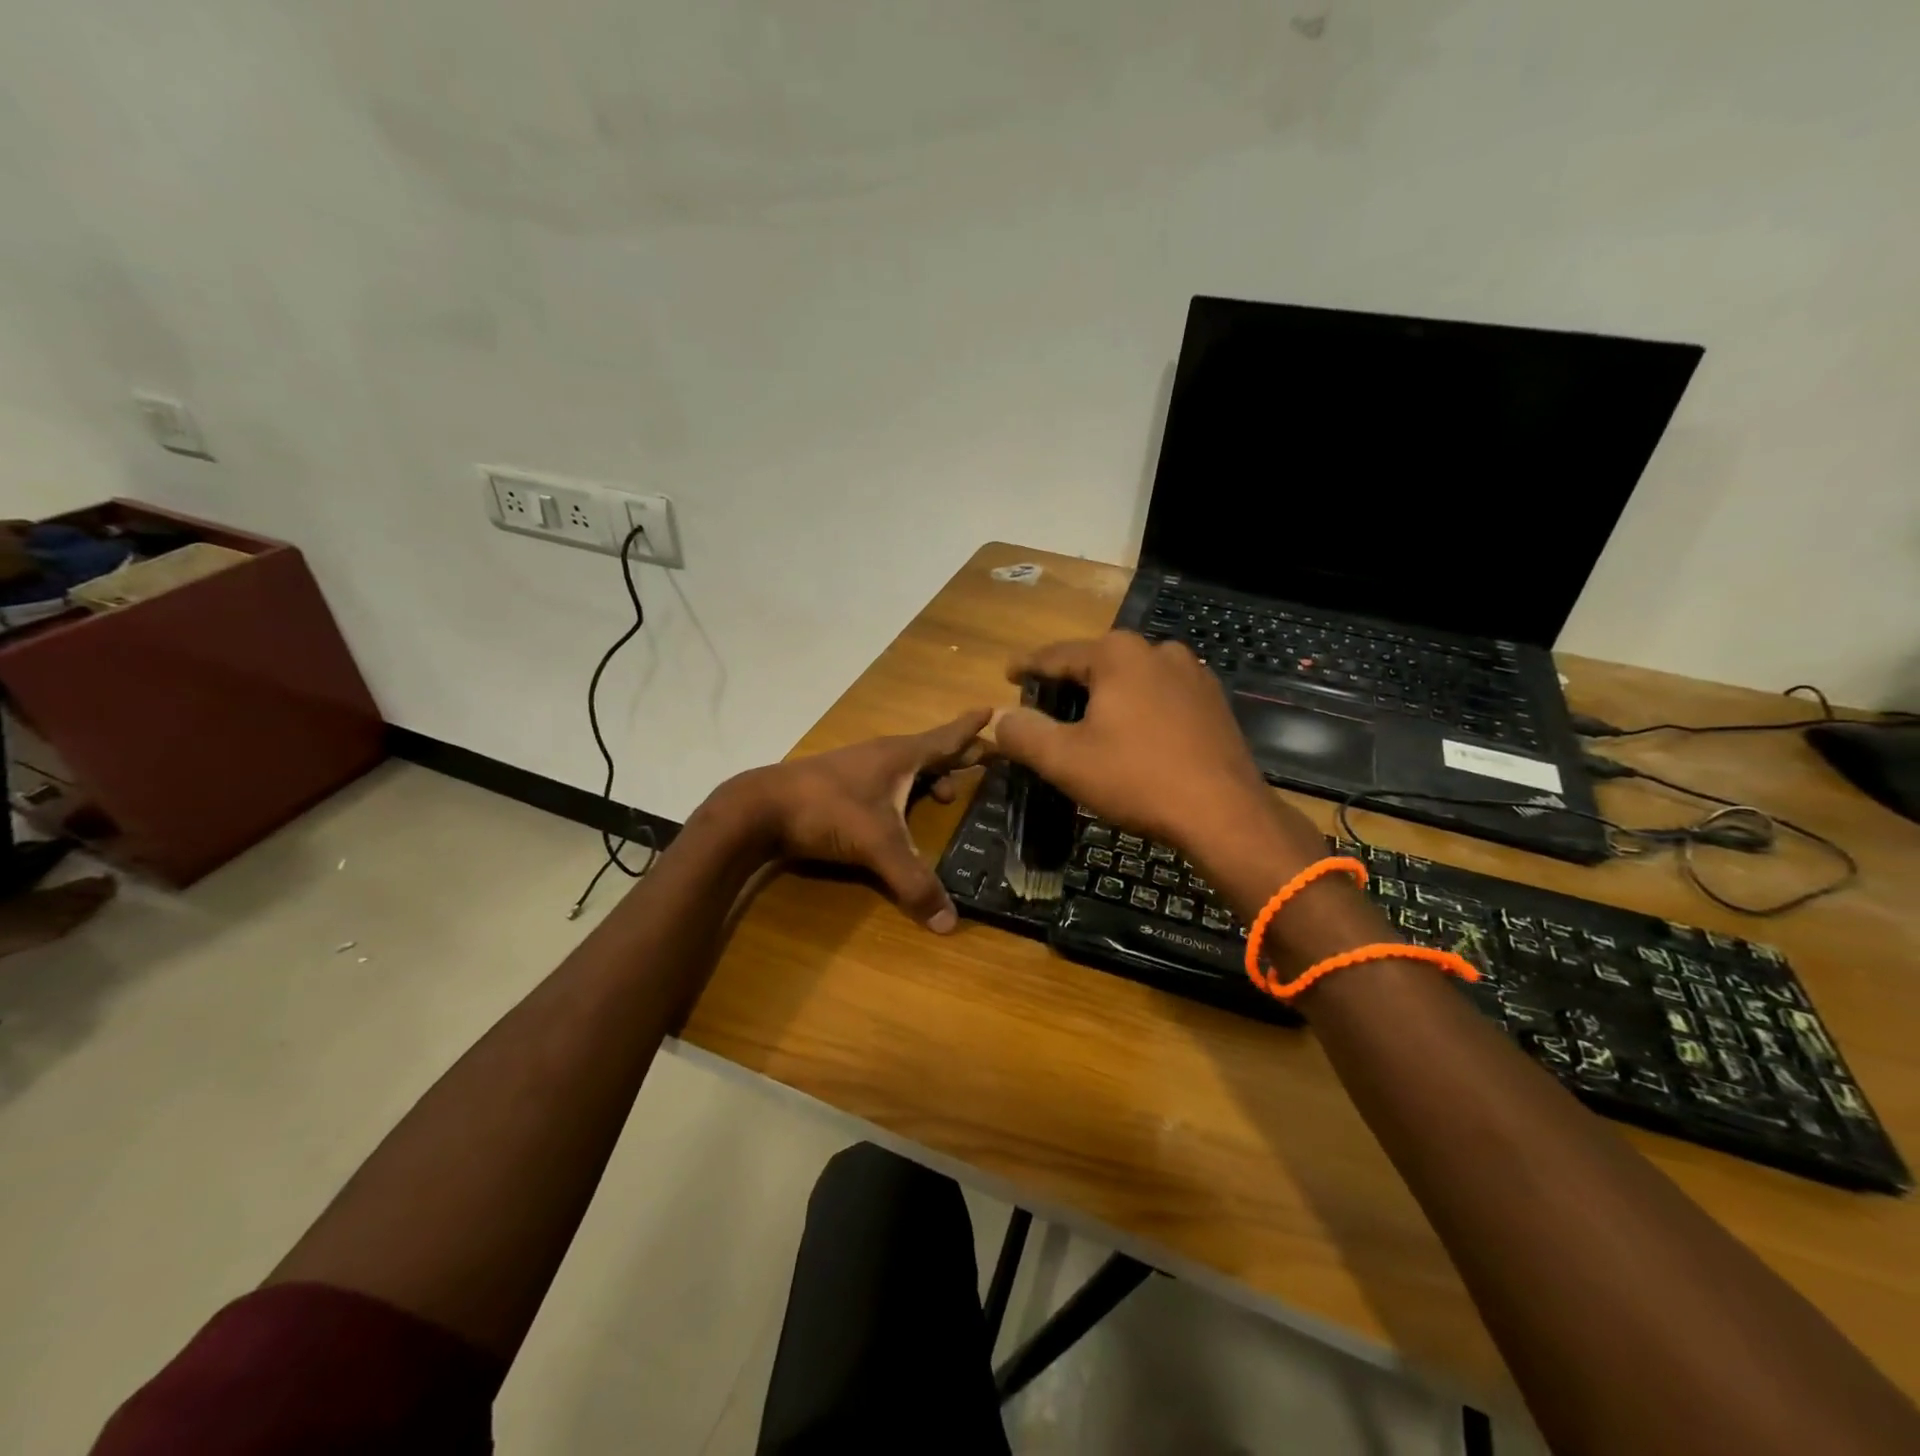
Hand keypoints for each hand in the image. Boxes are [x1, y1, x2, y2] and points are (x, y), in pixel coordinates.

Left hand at [730, 708, 991, 931]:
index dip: (972, 729)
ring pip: (907, 766)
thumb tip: (949, 924)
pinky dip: (906, 788)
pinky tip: (901, 809)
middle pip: (931, 750)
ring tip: (948, 794)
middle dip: (960, 755)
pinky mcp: (841, 783)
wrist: (760, 807)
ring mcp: (859, 766)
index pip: (947, 738)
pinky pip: (887, 779)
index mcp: (901, 756)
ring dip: (931, 776)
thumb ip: (913, 881)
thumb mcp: (877, 844)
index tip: (994, 711)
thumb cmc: (827, 810)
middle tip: (987, 760)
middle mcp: (883, 754)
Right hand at [991, 633, 1324, 873]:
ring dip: (1107, 697)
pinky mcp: (1213, 701)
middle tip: (1045, 707)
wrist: (1224, 813)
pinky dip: (1139, 709)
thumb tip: (1000, 718)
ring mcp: (1192, 673)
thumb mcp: (1065, 760)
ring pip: (1132, 679)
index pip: (1056, 655)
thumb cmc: (1137, 779)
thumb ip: (1024, 734)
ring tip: (1089, 723)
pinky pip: (1161, 696)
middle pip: (1097, 663)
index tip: (1008, 676)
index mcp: (1117, 654)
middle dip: (1069, 683)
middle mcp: (1157, 650)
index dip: (1027, 667)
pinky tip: (1134, 736)